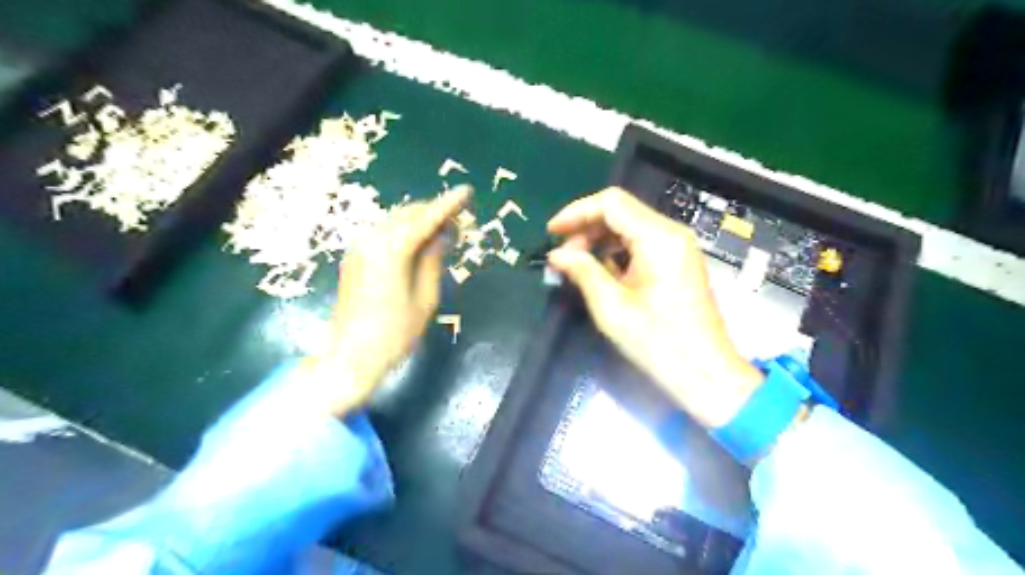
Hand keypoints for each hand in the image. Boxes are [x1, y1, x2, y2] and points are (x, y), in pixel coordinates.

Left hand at [305, 186, 469, 415]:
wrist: (351, 356)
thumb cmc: (395, 333)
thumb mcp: (425, 298)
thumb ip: (433, 260)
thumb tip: (443, 235)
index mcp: (391, 249)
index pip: (426, 219)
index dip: (448, 205)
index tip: (466, 191)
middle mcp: (372, 240)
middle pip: (408, 214)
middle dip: (434, 211)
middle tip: (458, 218)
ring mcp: (359, 248)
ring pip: (394, 221)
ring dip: (419, 220)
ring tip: (443, 229)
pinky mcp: (354, 258)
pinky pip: (383, 233)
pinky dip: (404, 231)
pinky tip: (418, 241)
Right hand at [548, 186, 763, 429]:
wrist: (704, 373)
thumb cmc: (658, 341)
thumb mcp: (611, 307)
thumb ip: (582, 271)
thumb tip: (556, 254)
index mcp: (658, 237)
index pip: (611, 203)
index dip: (576, 212)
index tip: (552, 232)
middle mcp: (671, 233)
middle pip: (621, 211)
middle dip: (586, 228)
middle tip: (562, 257)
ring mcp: (678, 247)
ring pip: (630, 227)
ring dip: (599, 241)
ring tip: (577, 267)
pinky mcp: (678, 263)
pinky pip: (641, 244)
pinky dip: (616, 252)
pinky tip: (601, 274)